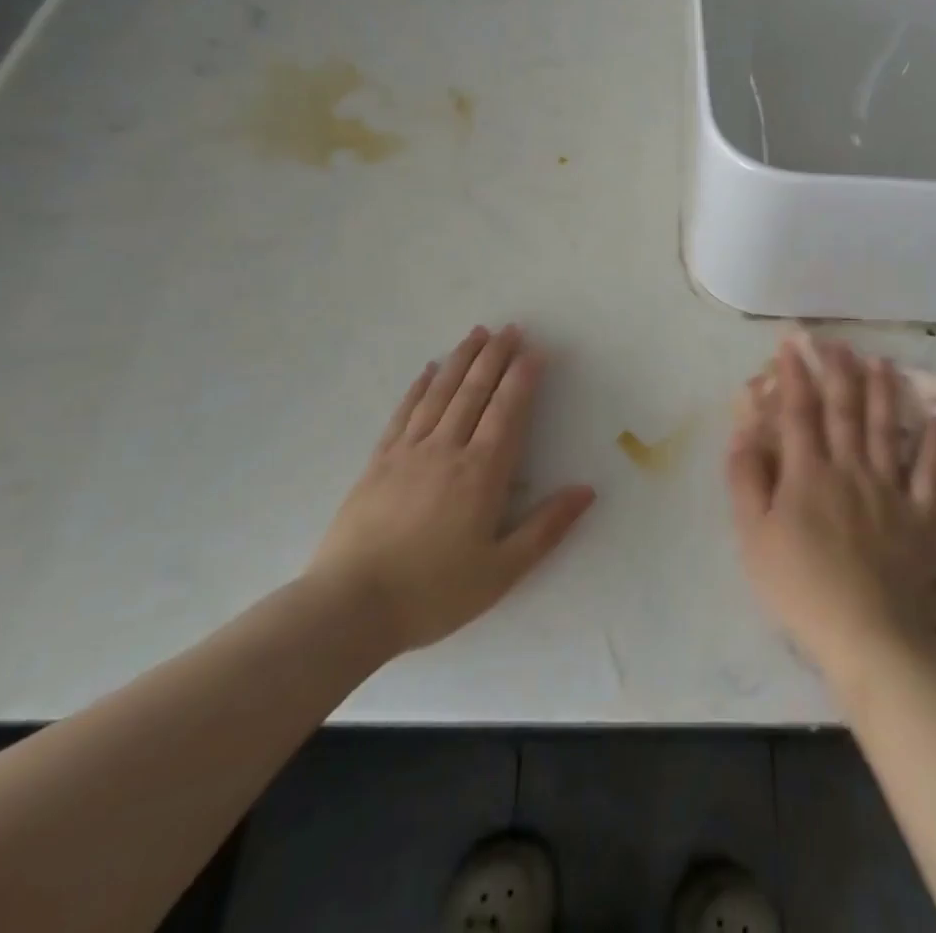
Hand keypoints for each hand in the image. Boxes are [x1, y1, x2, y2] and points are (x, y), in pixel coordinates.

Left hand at [304, 325, 595, 656]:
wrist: (349, 607)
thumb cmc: (433, 592)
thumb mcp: (502, 571)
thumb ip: (546, 528)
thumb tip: (586, 491)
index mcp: (481, 473)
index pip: (508, 411)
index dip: (523, 377)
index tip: (536, 350)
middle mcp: (447, 450)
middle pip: (475, 391)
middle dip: (495, 356)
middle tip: (511, 328)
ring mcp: (409, 452)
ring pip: (441, 393)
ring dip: (462, 359)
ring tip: (477, 333)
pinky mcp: (378, 461)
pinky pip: (405, 412)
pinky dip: (420, 386)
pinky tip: (429, 369)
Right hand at [727, 337, 935, 690]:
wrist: (871, 638)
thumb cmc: (802, 590)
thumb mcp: (754, 538)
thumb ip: (746, 480)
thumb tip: (743, 430)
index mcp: (808, 473)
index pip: (799, 411)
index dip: (795, 374)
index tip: (792, 343)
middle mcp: (851, 470)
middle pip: (846, 411)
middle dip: (840, 371)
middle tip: (838, 342)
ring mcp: (892, 492)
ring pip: (888, 431)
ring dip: (885, 393)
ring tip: (883, 362)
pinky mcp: (923, 519)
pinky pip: (933, 474)